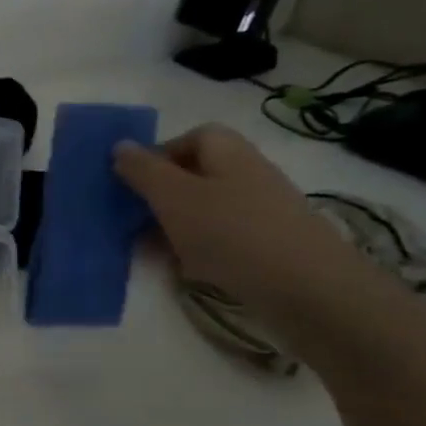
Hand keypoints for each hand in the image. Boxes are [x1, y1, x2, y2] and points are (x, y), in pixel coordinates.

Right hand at [114, 125, 378, 324]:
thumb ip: (143, 170)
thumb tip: (120, 146)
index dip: (159, 155)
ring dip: (173, 225)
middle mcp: (247, 175)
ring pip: (204, 209)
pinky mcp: (265, 245)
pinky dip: (196, 248)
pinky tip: (184, 268)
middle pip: (195, 175)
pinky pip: (220, 238)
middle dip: (160, 195)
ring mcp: (259, 211)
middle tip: (133, 218)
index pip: (191, 137)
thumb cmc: (230, 231)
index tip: (132, 183)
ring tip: (151, 249)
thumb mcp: (173, 196)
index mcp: (228, 153)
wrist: (305, 288)